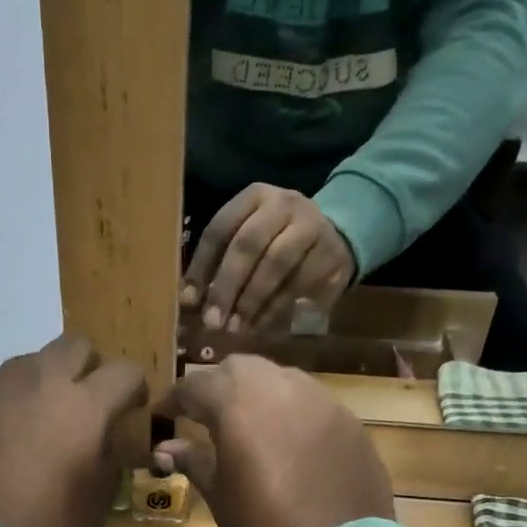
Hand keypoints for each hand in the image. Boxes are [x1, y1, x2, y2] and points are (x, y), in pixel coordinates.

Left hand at [0, 335, 147, 526]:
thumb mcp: (97, 504)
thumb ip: (109, 459)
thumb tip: (107, 440)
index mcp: (83, 407)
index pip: (124, 372)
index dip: (134, 390)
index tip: (130, 412)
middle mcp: (39, 385)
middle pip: (74, 346)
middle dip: (90, 370)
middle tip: (89, 407)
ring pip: (31, 362)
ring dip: (47, 381)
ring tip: (45, 421)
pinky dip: (12, 403)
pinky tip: (9, 440)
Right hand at [152, 356, 393, 526]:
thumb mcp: (221, 498)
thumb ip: (194, 461)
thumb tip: (166, 447)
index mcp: (240, 403)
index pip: (196, 385)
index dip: (175, 399)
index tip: (162, 415)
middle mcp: (282, 388)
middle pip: (241, 369)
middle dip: (218, 387)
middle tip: (203, 415)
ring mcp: (323, 402)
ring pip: (280, 380)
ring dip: (257, 394)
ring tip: (246, 426)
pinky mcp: (350, 424)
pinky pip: (311, 404)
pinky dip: (290, 413)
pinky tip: (287, 444)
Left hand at [181, 184, 355, 334]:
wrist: (338, 237)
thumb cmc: (278, 242)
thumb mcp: (248, 241)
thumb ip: (219, 264)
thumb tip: (188, 301)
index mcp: (254, 197)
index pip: (220, 228)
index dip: (202, 266)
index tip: (189, 301)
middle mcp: (283, 204)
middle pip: (248, 244)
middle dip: (226, 286)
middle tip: (212, 322)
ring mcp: (311, 226)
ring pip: (275, 265)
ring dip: (251, 301)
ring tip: (235, 328)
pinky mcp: (329, 254)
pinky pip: (298, 284)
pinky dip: (275, 309)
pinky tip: (259, 327)